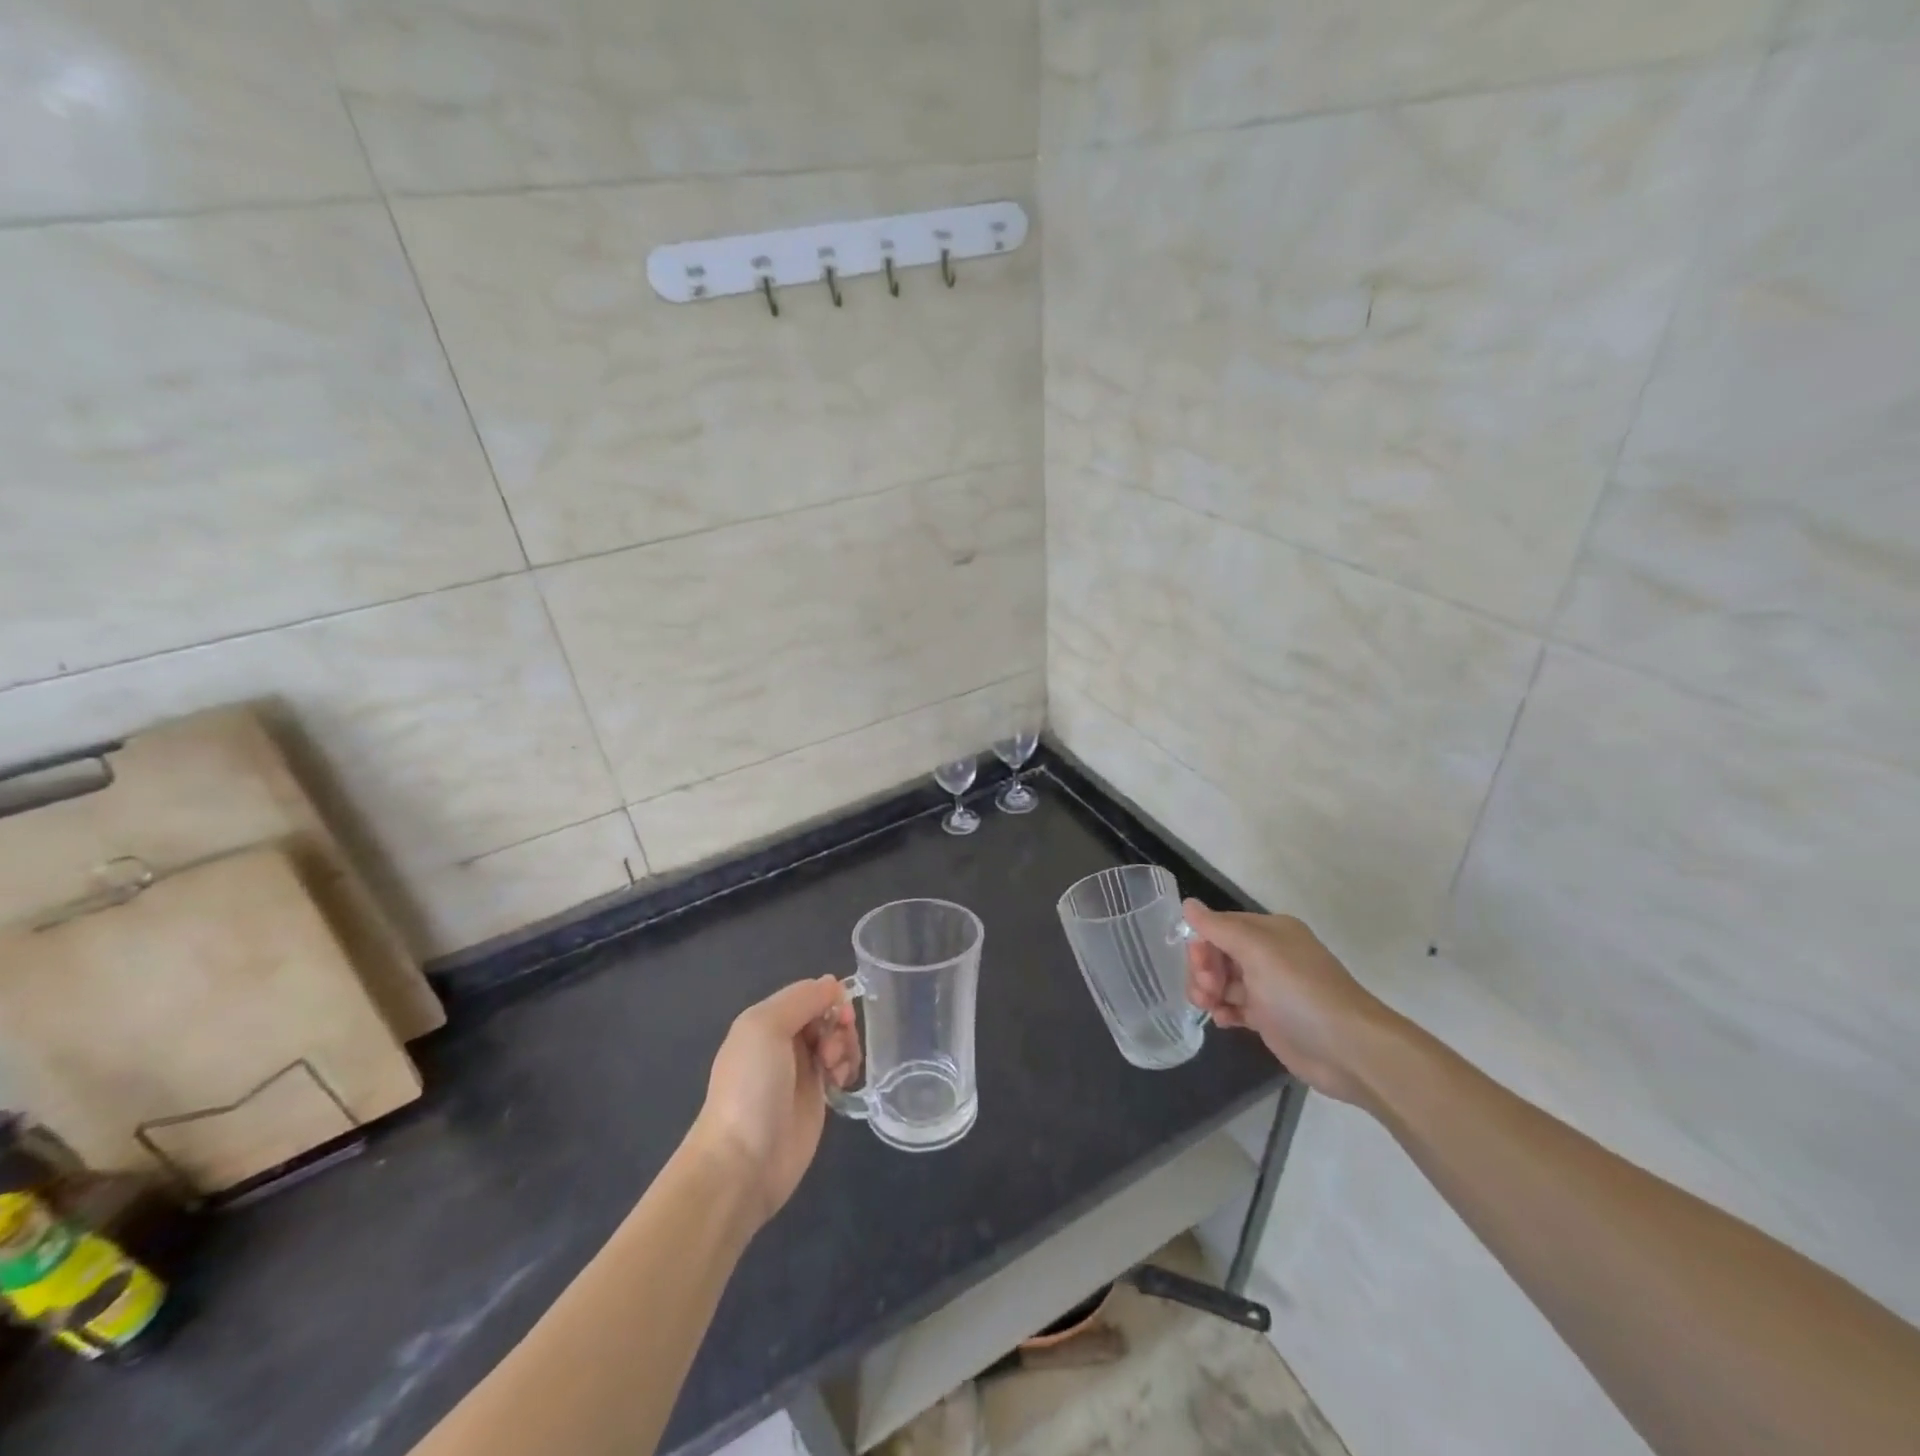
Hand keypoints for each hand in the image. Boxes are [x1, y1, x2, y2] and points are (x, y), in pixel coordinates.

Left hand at [691, 976, 861, 1228]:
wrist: (743, 1162)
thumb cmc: (751, 1088)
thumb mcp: (766, 1027)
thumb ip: (802, 999)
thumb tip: (833, 983)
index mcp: (766, 1020)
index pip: (809, 993)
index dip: (829, 998)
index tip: (841, 1014)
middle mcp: (783, 1041)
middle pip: (826, 1015)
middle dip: (839, 1024)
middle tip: (832, 1049)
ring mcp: (801, 1070)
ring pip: (837, 1039)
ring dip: (845, 1046)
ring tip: (836, 1070)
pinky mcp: (816, 1097)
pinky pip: (841, 1067)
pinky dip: (848, 1067)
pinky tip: (842, 1082)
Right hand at [1182, 901, 1395, 1104]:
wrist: (1348, 1049)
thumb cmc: (1299, 991)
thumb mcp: (1257, 951)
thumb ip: (1219, 928)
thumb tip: (1188, 905)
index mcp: (1269, 932)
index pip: (1221, 927)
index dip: (1203, 944)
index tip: (1200, 967)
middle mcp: (1269, 955)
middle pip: (1219, 954)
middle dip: (1204, 970)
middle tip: (1205, 991)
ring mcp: (1270, 988)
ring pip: (1223, 981)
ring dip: (1209, 991)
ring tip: (1209, 1008)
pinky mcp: (1270, 1018)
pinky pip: (1235, 1006)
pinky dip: (1224, 1011)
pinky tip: (1222, 1021)